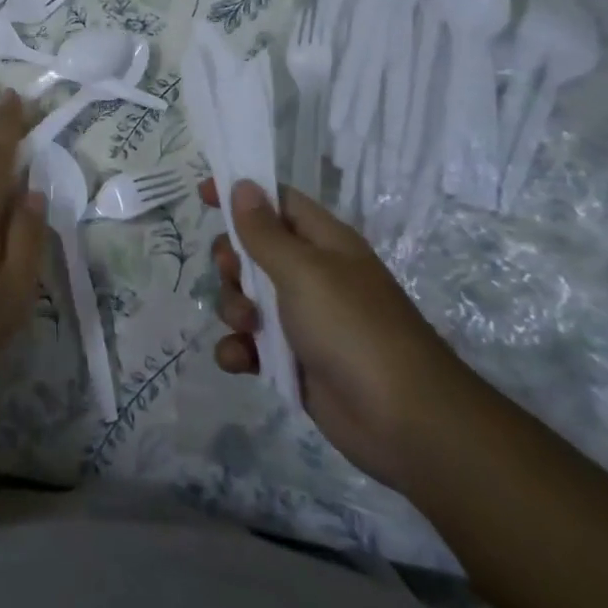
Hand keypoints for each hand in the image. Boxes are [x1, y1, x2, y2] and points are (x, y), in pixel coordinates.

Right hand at [203, 178, 473, 489]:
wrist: (405, 422)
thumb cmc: (353, 328)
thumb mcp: (304, 271)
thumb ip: (265, 232)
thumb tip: (243, 186)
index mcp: (322, 243)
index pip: (276, 201)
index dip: (241, 194)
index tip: (202, 194)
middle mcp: (310, 276)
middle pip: (251, 250)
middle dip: (231, 262)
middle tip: (234, 275)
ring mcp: (300, 320)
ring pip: (245, 297)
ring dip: (233, 308)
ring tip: (247, 327)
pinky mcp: (291, 361)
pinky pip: (248, 344)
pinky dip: (238, 349)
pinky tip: (240, 360)